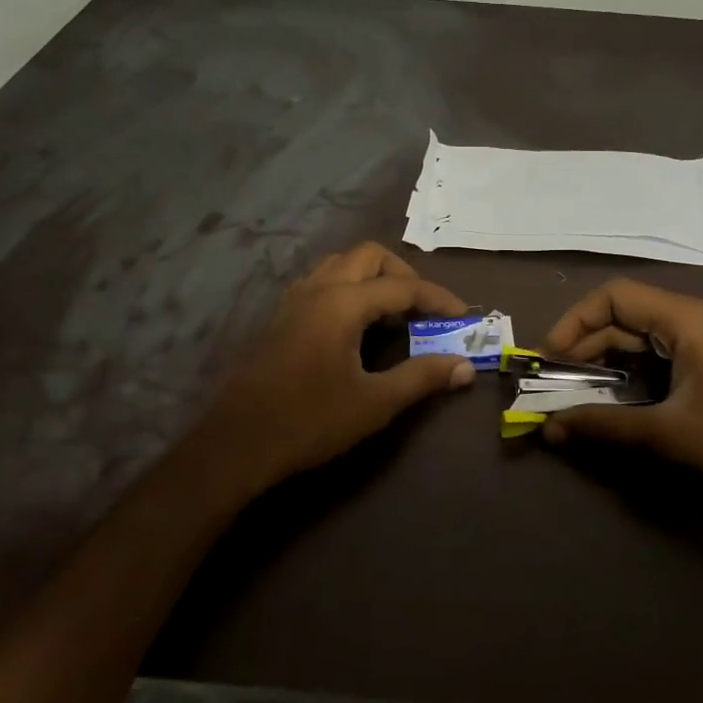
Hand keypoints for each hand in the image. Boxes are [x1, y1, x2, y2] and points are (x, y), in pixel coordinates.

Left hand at [176, 243, 475, 499]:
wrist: (237, 445)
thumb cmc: (309, 422)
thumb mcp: (375, 403)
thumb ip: (422, 378)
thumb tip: (466, 367)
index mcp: (341, 304)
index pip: (402, 286)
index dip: (438, 298)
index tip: (463, 317)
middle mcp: (317, 289)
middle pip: (369, 256)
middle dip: (403, 275)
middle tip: (424, 309)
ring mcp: (293, 300)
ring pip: (341, 265)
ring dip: (373, 278)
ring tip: (393, 314)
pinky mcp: (280, 317)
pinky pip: (321, 283)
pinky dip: (349, 289)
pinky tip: (356, 327)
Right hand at [541, 279, 702, 519]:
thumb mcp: (666, 433)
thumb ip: (603, 425)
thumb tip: (549, 428)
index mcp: (688, 319)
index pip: (616, 296)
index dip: (576, 321)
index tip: (550, 357)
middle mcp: (696, 319)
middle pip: (626, 315)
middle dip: (586, 345)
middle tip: (555, 381)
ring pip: (641, 337)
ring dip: (606, 360)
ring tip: (576, 391)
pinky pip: (660, 355)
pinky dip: (631, 372)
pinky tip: (614, 397)